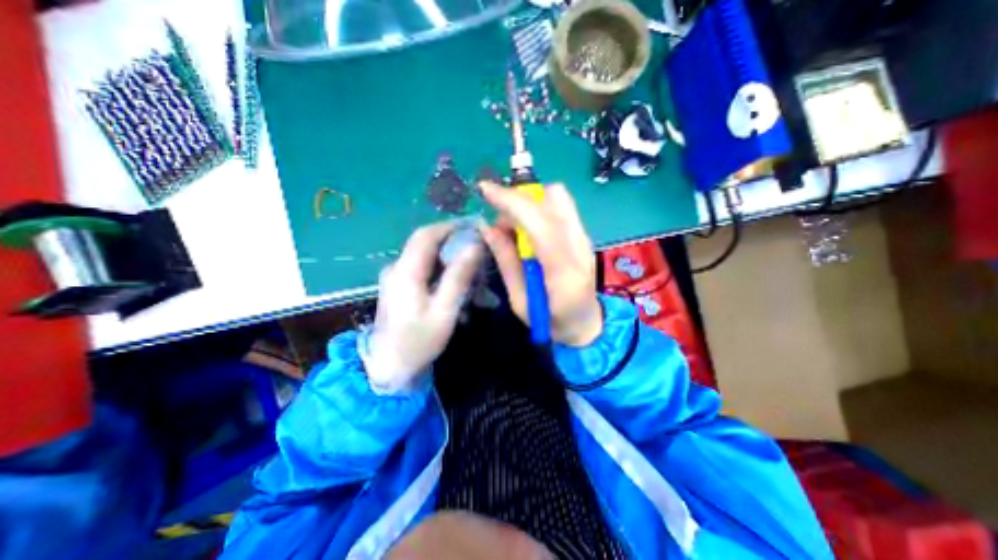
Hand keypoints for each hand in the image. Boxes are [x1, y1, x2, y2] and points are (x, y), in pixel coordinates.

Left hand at [364, 220, 482, 391]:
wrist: (388, 367)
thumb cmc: (418, 341)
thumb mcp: (444, 311)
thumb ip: (459, 277)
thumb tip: (475, 246)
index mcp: (405, 271)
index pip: (427, 235)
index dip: (451, 226)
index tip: (475, 227)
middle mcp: (397, 267)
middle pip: (426, 243)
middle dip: (454, 241)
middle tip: (479, 248)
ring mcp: (396, 277)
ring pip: (426, 256)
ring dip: (450, 256)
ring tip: (472, 267)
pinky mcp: (399, 286)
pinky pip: (423, 269)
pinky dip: (442, 269)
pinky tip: (456, 283)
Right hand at [482, 182, 599, 344]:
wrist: (586, 324)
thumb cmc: (551, 322)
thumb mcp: (520, 301)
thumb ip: (506, 262)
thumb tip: (488, 227)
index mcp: (563, 271)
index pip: (540, 223)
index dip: (511, 202)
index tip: (484, 190)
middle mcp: (580, 246)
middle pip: (554, 198)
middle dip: (520, 200)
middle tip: (502, 225)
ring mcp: (585, 238)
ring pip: (558, 198)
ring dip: (530, 203)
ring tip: (514, 230)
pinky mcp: (583, 234)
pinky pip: (560, 207)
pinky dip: (538, 210)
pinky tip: (529, 232)